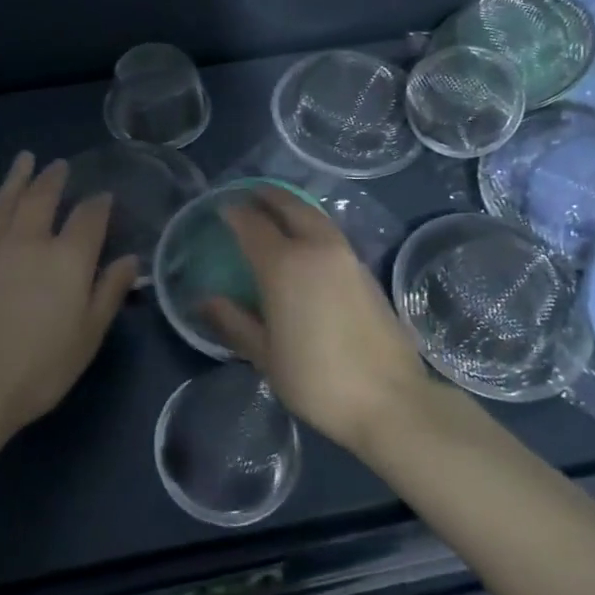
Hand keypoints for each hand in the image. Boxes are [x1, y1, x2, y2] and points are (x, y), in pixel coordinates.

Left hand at [0, 153, 138, 440]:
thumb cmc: (39, 369)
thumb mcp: (87, 336)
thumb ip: (109, 292)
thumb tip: (129, 259)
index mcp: (68, 258)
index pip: (89, 217)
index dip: (99, 203)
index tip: (104, 196)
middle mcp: (31, 241)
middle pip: (44, 197)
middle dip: (54, 179)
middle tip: (60, 165)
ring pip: (8, 200)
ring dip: (19, 178)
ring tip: (25, 160)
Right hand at [204, 186, 430, 453]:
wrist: (390, 399)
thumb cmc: (317, 380)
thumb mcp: (265, 356)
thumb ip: (234, 322)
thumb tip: (204, 301)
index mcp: (284, 265)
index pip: (252, 224)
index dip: (234, 212)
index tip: (222, 208)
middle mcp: (316, 248)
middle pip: (289, 206)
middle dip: (267, 196)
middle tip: (249, 195)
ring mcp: (346, 256)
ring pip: (314, 215)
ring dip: (292, 206)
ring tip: (276, 212)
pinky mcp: (366, 270)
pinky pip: (331, 232)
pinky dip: (312, 224)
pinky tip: (306, 242)